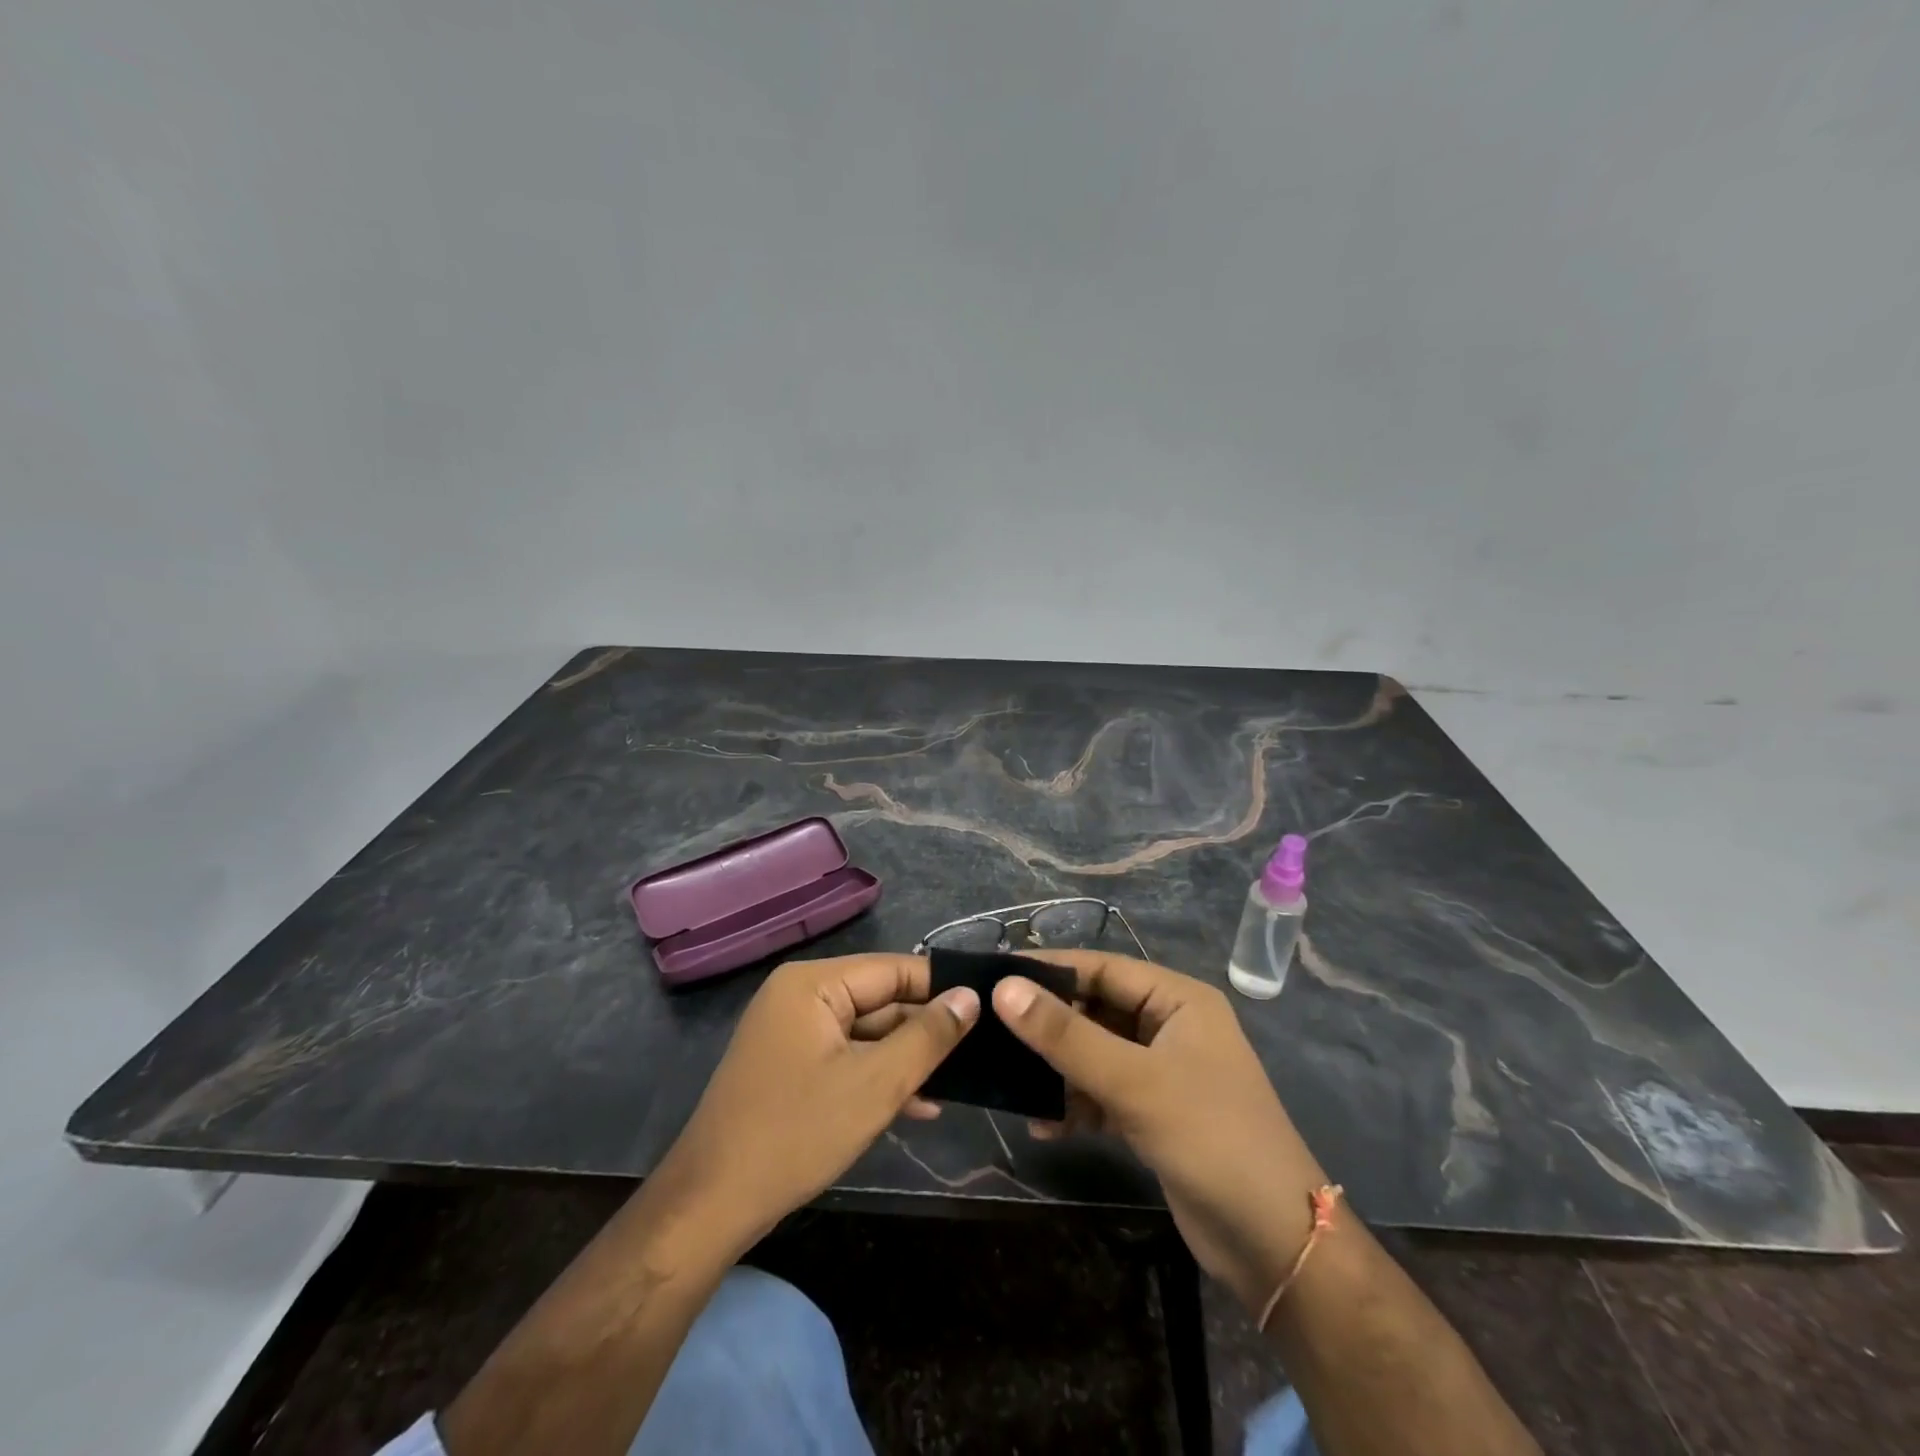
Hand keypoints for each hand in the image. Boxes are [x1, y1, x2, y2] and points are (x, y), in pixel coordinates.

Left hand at [651, 954, 977, 1256]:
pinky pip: (845, 1056)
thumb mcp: (875, 1085)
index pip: (893, 969)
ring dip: (906, 1059)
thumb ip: (927, 1036)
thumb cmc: (796, 1134)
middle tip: (980, 1051)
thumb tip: (970, 996)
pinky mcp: (790, 1065)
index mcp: (814, 984)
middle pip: (879, 1001)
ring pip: (866, 1033)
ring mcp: (792, 1032)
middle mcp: (801, 996)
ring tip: (959, 1081)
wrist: (711, 1205)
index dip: (941, 988)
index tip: (988, 1006)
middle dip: (925, 1030)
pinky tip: (919, 1105)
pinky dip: (878, 1076)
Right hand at [994, 951, 1327, 1312]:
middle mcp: (1169, 1025)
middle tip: (990, 1034)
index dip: (1047, 970)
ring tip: (1010, 1087)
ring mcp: (1161, 1071)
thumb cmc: (1211, 1138)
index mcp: (1177, 999)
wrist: (1275, 1245)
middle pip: (1094, 1010)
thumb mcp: (1134, 1082)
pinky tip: (1043, 1128)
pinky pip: (1101, 1093)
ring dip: (1056, 1071)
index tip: (993, 976)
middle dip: (1047, 1026)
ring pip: (1093, 1054)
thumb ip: (1066, 1036)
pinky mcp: (1153, 1113)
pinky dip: (1074, 1105)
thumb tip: (1004, 988)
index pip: (1101, 967)